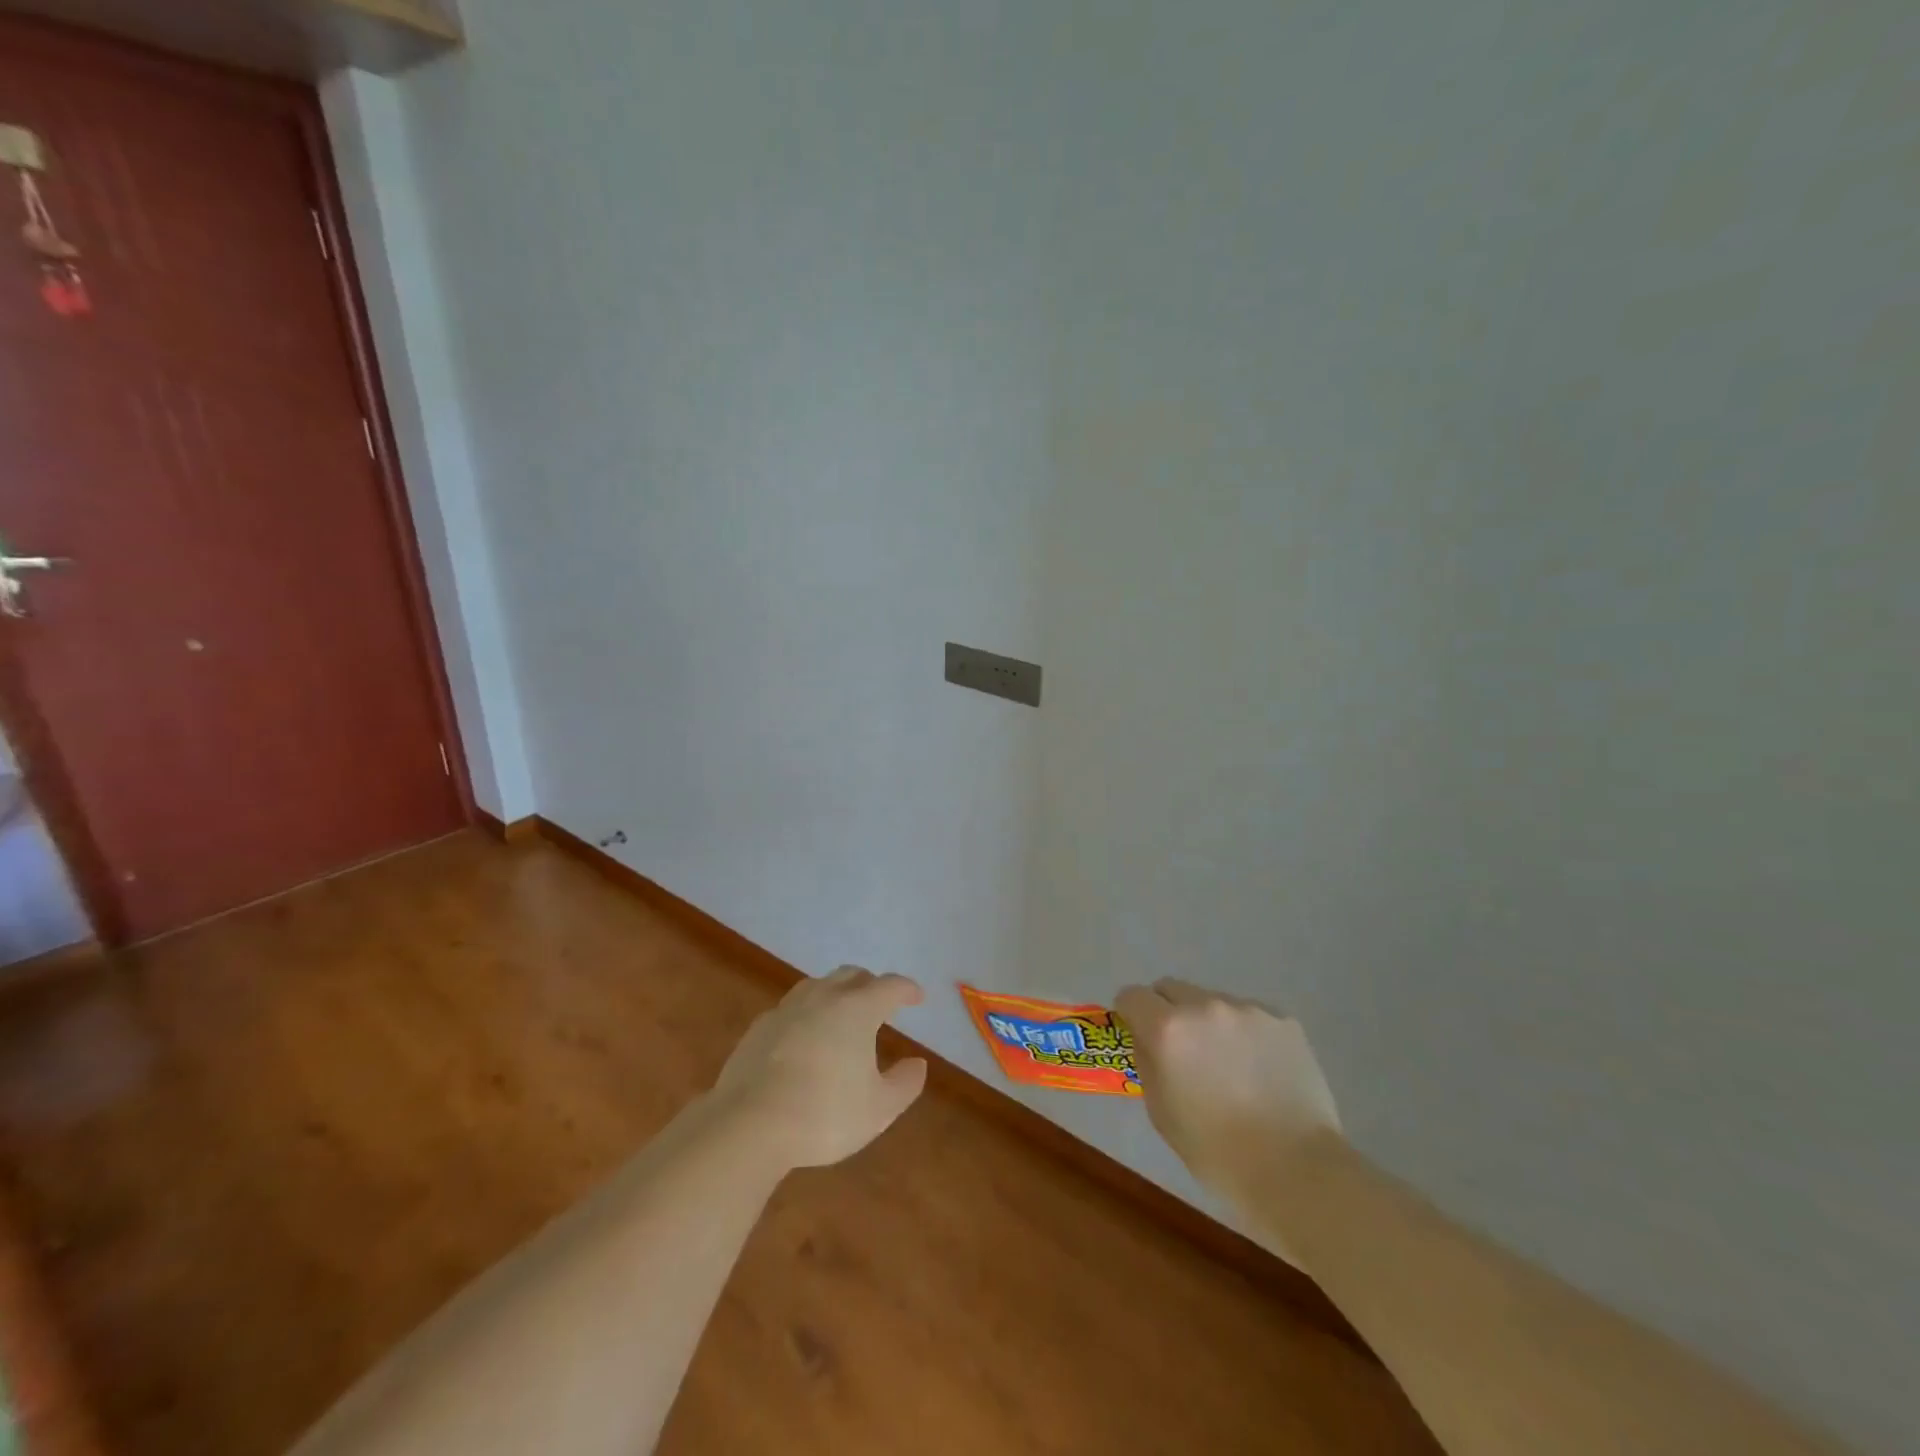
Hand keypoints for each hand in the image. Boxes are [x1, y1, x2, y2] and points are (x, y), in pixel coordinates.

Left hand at [712, 966, 928, 1168]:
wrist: (748, 1124)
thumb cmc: (823, 1114)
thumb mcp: (878, 1109)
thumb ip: (904, 1084)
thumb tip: (917, 1064)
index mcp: (857, 1009)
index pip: (889, 986)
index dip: (907, 990)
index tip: (917, 998)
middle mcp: (823, 997)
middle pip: (852, 975)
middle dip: (870, 984)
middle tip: (880, 1003)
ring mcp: (787, 1009)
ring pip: (817, 986)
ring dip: (835, 993)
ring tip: (841, 1015)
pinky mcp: (759, 1027)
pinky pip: (790, 1009)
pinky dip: (805, 1015)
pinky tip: (803, 1038)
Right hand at [1116, 979, 1342, 1210]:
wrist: (1298, 1170)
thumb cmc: (1217, 1152)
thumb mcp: (1161, 1112)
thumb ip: (1148, 1064)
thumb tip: (1147, 1041)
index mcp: (1167, 1029)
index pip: (1132, 996)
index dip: (1130, 1014)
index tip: (1139, 1034)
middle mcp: (1204, 1006)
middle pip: (1171, 989)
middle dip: (1168, 1011)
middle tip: (1183, 1050)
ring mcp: (1247, 1010)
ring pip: (1213, 1002)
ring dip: (1210, 1023)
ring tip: (1230, 1065)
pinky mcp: (1283, 1021)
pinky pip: (1251, 1017)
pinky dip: (1247, 1035)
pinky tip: (1262, 1071)